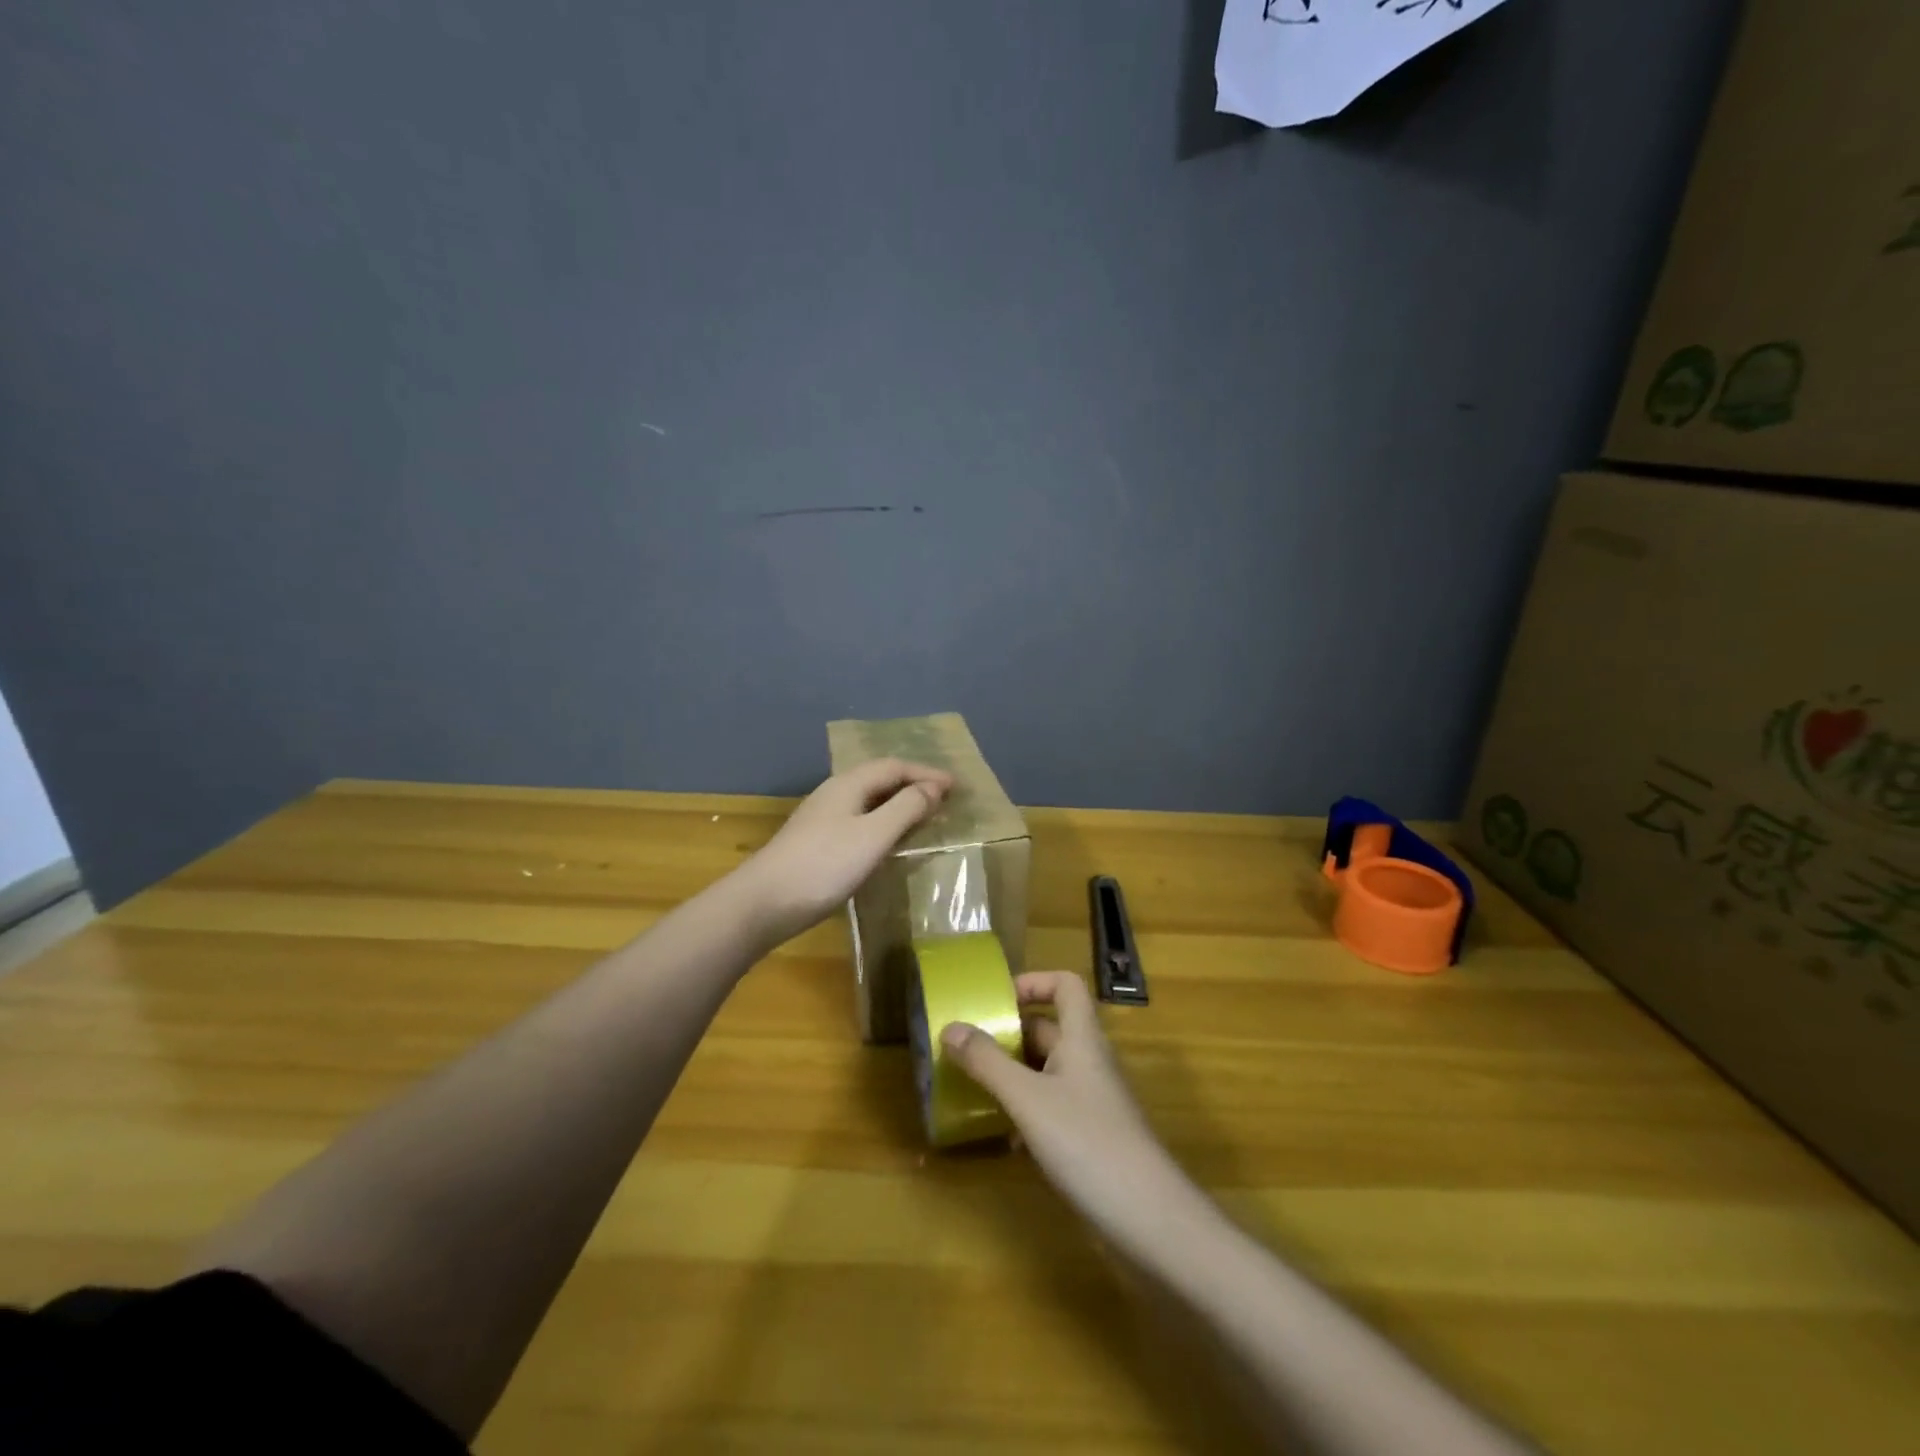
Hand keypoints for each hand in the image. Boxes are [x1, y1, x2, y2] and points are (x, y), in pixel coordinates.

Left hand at [739, 759, 953, 947]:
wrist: (763, 903)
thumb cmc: (824, 866)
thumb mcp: (873, 835)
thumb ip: (906, 809)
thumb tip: (933, 788)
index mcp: (848, 784)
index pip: (895, 766)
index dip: (926, 773)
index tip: (956, 786)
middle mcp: (835, 793)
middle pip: (880, 779)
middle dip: (914, 785)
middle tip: (944, 799)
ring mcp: (822, 818)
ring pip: (869, 800)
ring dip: (899, 804)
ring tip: (924, 818)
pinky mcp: (817, 841)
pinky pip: (860, 820)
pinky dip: (883, 823)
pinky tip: (888, 842)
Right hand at [941, 972, 1202, 1254]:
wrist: (1149, 1221)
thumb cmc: (1088, 1143)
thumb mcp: (1028, 1099)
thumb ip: (988, 1062)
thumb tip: (950, 1027)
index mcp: (1082, 1038)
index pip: (1065, 985)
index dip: (1033, 982)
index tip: (996, 1000)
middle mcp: (1089, 1061)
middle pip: (1049, 1029)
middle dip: (1008, 1033)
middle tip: (966, 1047)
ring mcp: (1092, 1101)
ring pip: (1046, 1071)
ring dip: (1012, 1074)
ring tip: (972, 1086)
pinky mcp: (1090, 1138)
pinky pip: (1051, 1108)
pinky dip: (1025, 1113)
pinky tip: (1002, 1138)